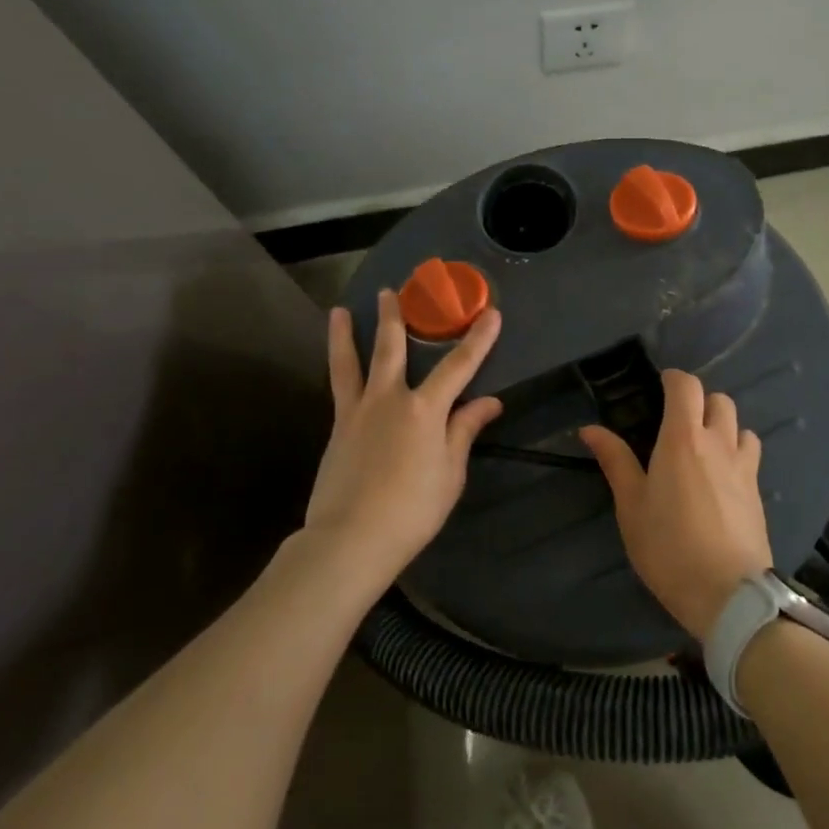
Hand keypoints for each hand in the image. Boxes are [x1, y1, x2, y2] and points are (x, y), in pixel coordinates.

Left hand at [303, 290, 502, 580]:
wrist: (352, 537)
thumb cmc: (413, 509)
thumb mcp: (451, 472)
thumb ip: (465, 431)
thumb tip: (489, 401)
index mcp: (425, 410)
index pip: (459, 367)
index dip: (478, 340)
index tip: (491, 313)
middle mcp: (390, 399)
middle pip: (393, 349)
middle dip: (396, 318)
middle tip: (393, 291)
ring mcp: (358, 411)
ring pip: (352, 362)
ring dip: (347, 333)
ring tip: (339, 310)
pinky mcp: (337, 427)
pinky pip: (338, 387)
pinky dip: (337, 368)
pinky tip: (336, 361)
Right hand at [580, 370, 770, 639]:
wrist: (727, 592)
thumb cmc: (668, 546)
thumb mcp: (631, 506)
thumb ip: (615, 461)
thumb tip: (590, 429)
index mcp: (683, 438)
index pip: (687, 387)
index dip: (674, 379)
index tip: (660, 386)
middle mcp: (719, 442)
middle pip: (719, 400)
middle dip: (699, 401)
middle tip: (677, 422)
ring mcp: (744, 466)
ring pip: (740, 426)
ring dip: (723, 426)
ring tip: (703, 448)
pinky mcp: (758, 491)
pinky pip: (750, 455)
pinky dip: (736, 452)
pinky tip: (721, 477)